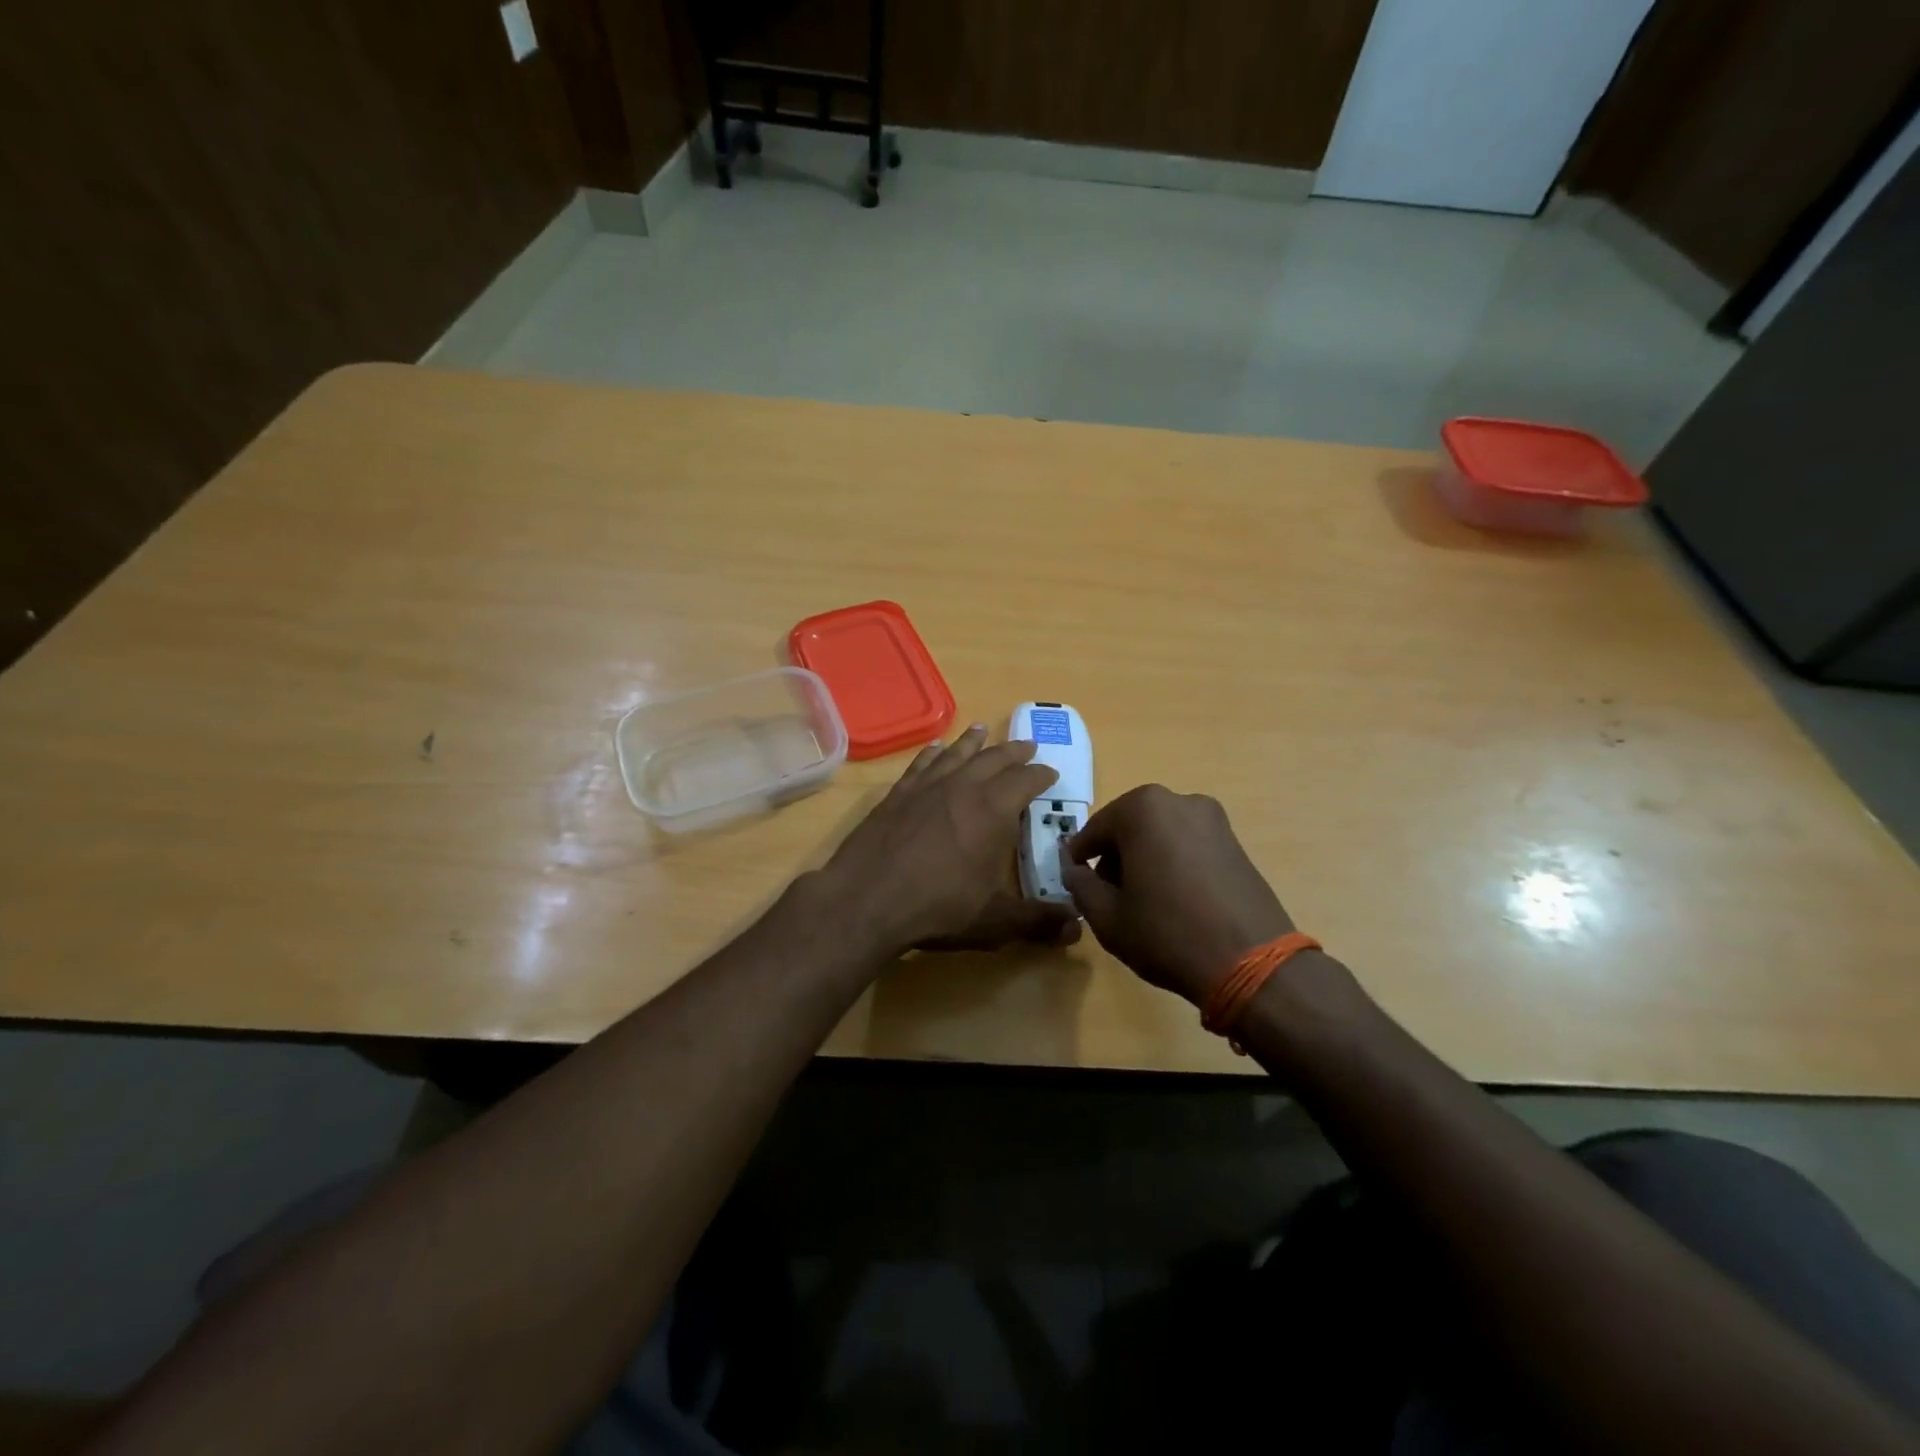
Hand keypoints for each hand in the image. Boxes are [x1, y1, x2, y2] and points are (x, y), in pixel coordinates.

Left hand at [818, 725, 1081, 958]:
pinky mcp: (896, 795)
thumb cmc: (938, 908)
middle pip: (994, 759)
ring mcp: (926, 787)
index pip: (1026, 781)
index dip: (1042, 775)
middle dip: (1014, 752)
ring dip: (973, 742)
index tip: (1051, 773)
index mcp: (994, 811)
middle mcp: (962, 788)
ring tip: (982, 730)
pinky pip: (921, 764)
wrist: (866, 899)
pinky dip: (932, 753)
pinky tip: (935, 749)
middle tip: (1027, 746)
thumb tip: (1076, 930)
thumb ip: (1037, 922)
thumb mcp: (995, 921)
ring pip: (956, 754)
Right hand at [1063, 784, 1293, 1004]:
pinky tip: (1174, 900)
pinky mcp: (1235, 841)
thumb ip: (1081, 886)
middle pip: (1129, 827)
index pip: (1094, 830)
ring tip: (1143, 902)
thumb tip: (1075, 871)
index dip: (1078, 859)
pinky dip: (1173, 863)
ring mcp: (1213, 819)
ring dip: (1144, 859)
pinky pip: (1188, 844)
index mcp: (1142, 808)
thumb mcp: (1107, 917)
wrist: (1252, 963)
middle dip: (1114, 857)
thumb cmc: (1167, 934)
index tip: (1073, 882)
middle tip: (1108, 896)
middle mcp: (1179, 800)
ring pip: (1160, 834)